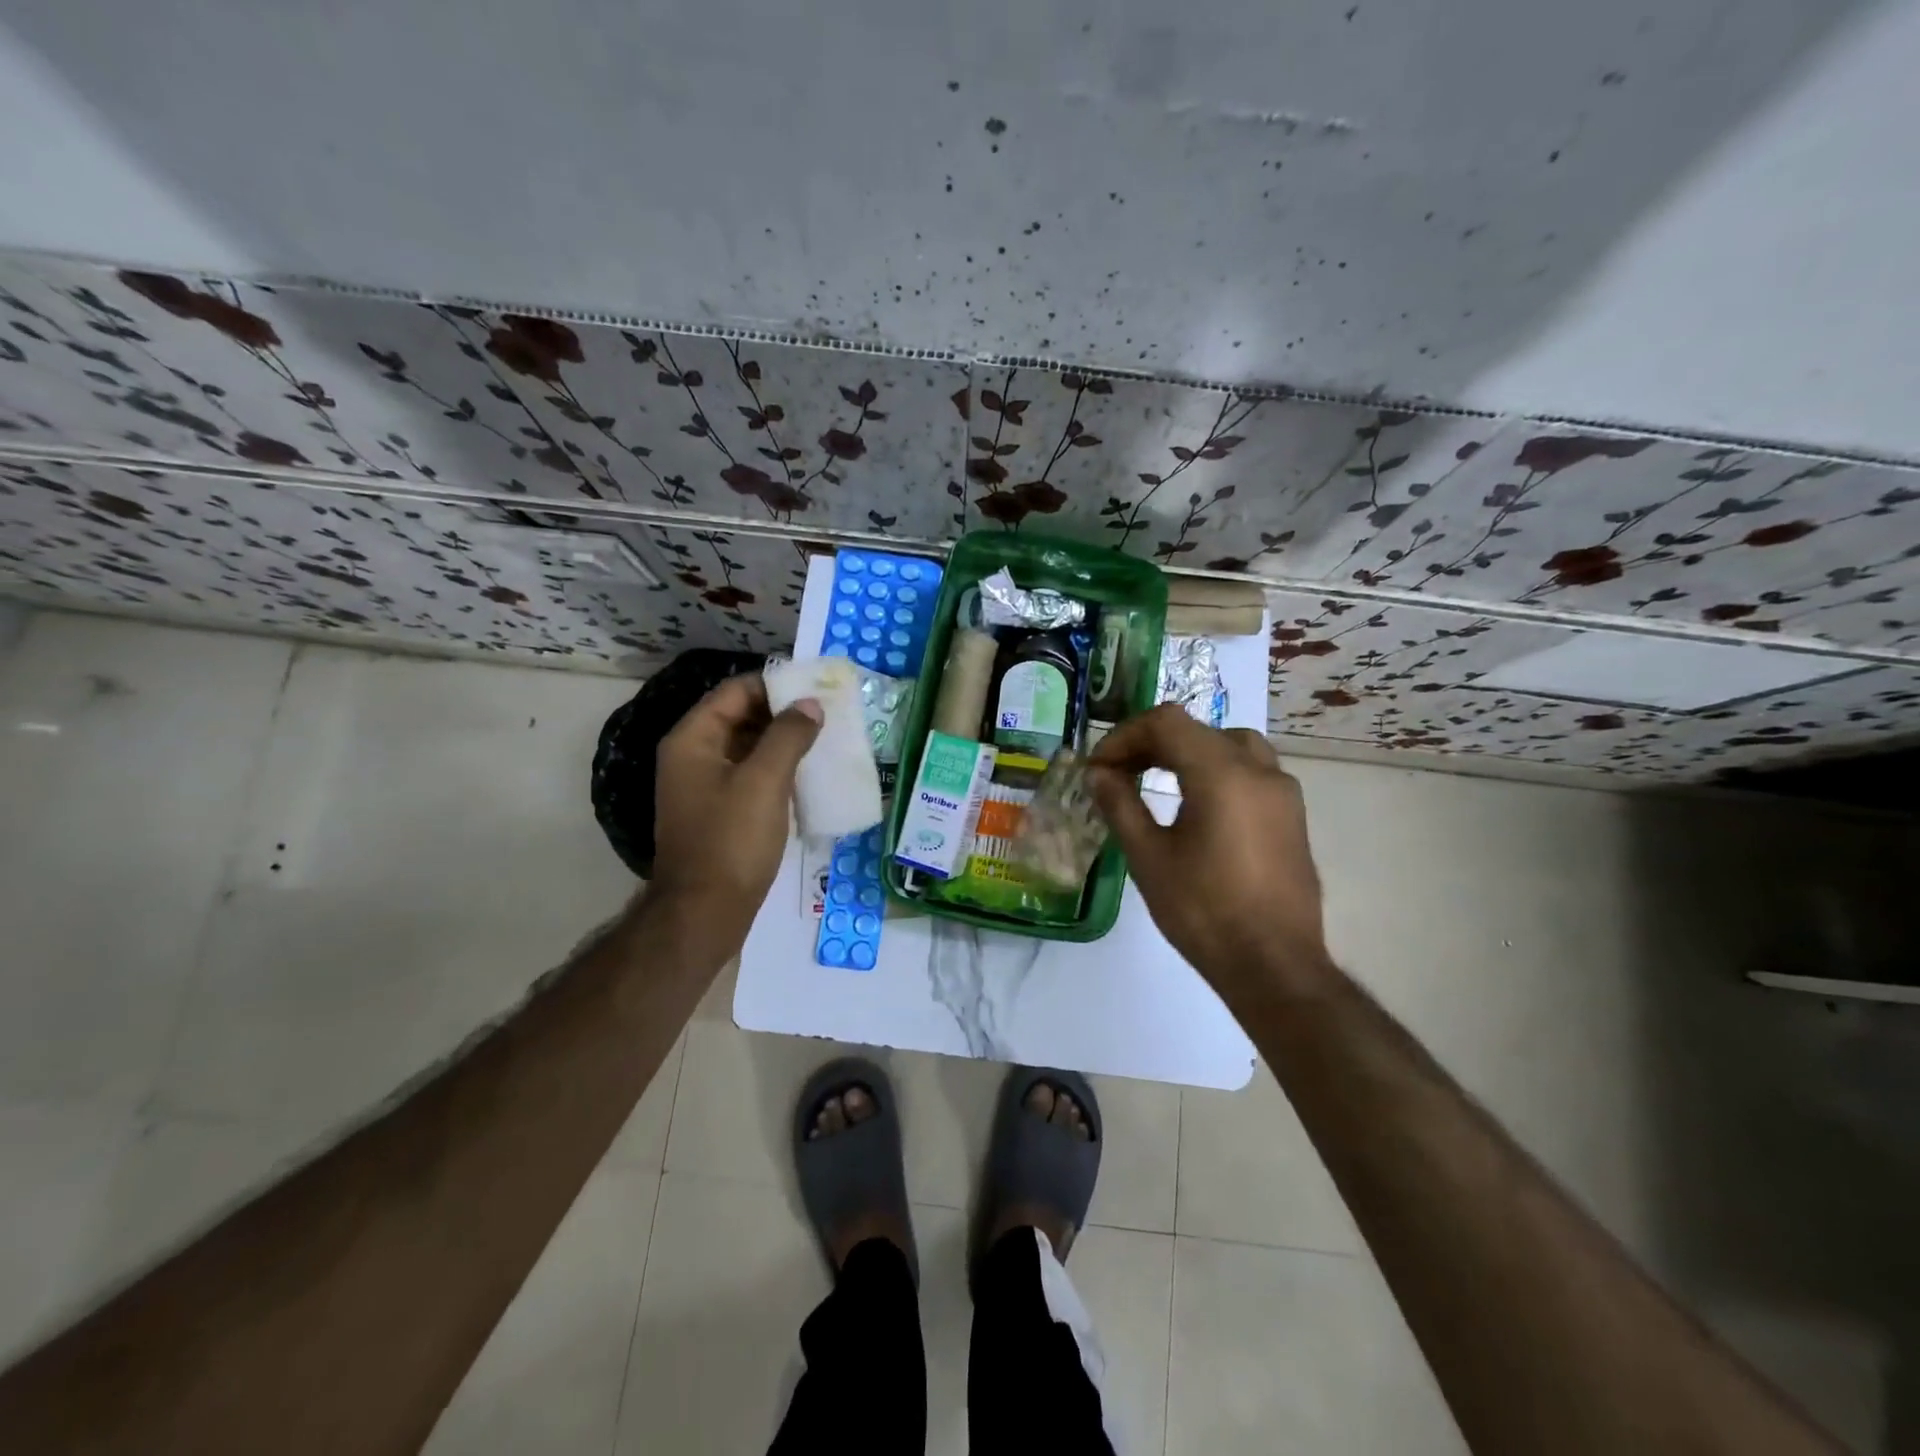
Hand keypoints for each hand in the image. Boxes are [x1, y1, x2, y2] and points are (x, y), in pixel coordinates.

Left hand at [649, 674, 820, 956]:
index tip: (815, 687)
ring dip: (783, 742)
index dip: (774, 684)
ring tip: (825, 739)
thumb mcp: (764, 781)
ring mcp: (705, 786)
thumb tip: (810, 705)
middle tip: (827, 713)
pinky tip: (808, 775)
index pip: (735, 691)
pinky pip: (751, 776)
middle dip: (783, 712)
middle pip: (740, 717)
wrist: (706, 913)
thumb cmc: (731, 840)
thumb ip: (788, 736)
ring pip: (748, 748)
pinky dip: (777, 769)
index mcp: (693, 740)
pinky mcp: (720, 812)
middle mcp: (693, 756)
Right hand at [1087, 705, 1332, 1002]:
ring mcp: (1283, 792)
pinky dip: (1215, 771)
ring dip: (1187, 753)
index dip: (1125, 736)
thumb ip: (1120, 805)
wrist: (1274, 966)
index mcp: (1222, 774)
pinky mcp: (1292, 816)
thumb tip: (1099, 774)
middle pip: (1197, 730)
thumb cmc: (1204, 912)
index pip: (1167, 723)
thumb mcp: (1149, 858)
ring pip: (1229, 745)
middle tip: (1118, 773)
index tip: (1100, 768)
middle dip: (1151, 744)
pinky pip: (1250, 771)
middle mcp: (1259, 770)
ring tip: (1155, 781)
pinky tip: (1195, 806)